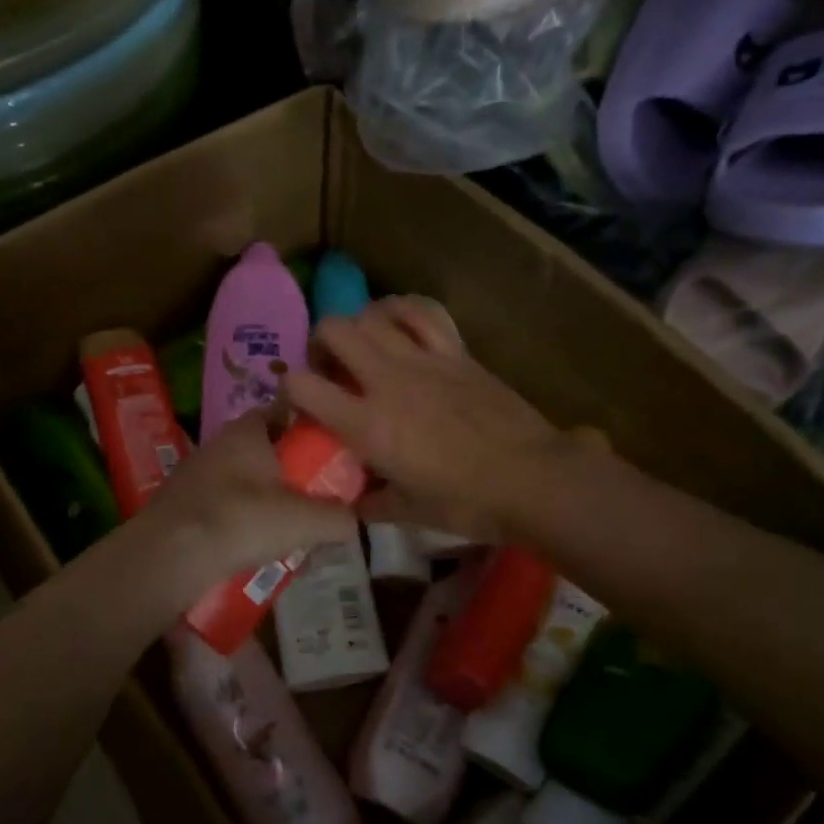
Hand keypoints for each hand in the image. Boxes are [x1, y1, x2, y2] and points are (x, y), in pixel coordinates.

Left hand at [135, 412, 356, 596]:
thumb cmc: (241, 520)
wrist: (168, 556)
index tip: (332, 451)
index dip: (311, 428)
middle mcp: (219, 443)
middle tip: (316, 496)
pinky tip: (253, 546)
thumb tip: (355, 520)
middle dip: (290, 471)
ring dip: (265, 499)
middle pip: (266, 449)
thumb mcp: (305, 520)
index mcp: (248, 430)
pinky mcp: (181, 505)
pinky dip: (240, 520)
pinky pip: (223, 506)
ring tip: (289, 528)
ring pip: (243, 480)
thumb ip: (338, 517)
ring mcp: (195, 474)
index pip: (286, 411)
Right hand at [287, 297, 566, 542]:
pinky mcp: (457, 352)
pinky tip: (399, 323)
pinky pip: (423, 312)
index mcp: (367, 424)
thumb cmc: (467, 502)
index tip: (299, 403)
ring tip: (364, 345)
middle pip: (333, 329)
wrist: (533, 478)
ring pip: (374, 313)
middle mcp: (387, 381)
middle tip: (330, 367)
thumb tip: (356, 503)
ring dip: (359, 324)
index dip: (289, 389)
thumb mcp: (410, 512)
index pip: (303, 386)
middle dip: (319, 343)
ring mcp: (424, 359)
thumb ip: (373, 504)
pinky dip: (403, 310)